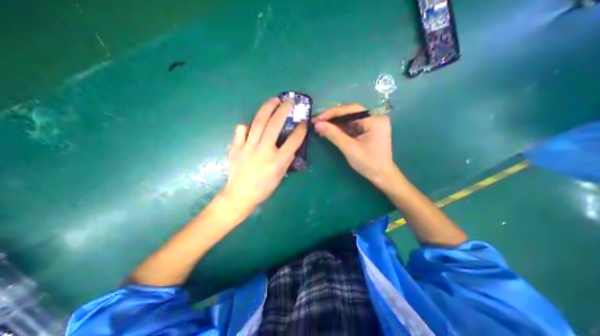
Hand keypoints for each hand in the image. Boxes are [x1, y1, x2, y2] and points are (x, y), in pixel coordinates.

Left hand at [220, 97, 305, 214]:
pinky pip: (241, 130)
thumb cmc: (263, 188)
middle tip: (288, 101)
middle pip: (274, 125)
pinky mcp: (236, 147)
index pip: (293, 141)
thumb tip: (291, 147)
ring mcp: (247, 148)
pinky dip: (247, 125)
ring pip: (258, 122)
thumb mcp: (280, 176)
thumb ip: (287, 160)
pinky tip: (251, 125)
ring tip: (273, 100)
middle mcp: (263, 151)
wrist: (240, 195)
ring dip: (267, 108)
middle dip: (283, 110)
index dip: (300, 130)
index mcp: (277, 161)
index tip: (303, 121)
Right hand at [315, 102, 393, 184]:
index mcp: (374, 120)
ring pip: (350, 120)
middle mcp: (375, 118)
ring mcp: (372, 124)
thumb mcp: (349, 148)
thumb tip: (318, 124)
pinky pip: (352, 126)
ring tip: (321, 127)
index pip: (351, 110)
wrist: (381, 176)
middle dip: (333, 118)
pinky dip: (341, 129)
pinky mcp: (369, 131)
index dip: (332, 113)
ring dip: (335, 124)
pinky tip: (330, 131)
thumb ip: (334, 135)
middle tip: (317, 122)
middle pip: (350, 113)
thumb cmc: (368, 163)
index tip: (317, 119)